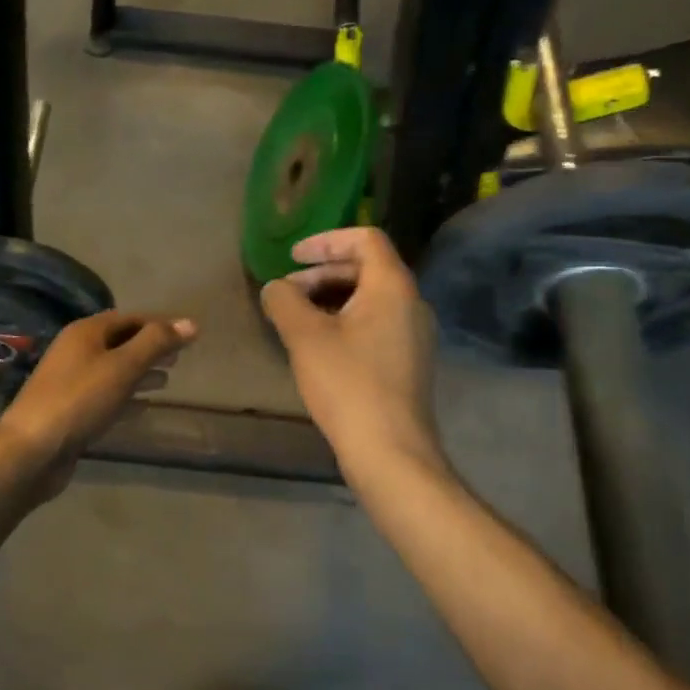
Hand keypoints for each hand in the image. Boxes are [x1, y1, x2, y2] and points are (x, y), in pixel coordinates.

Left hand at [0, 310, 197, 497]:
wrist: (32, 450)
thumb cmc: (79, 400)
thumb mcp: (122, 366)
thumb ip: (156, 343)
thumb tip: (190, 324)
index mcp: (85, 332)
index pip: (130, 318)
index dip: (160, 324)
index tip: (189, 334)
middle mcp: (76, 351)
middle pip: (120, 342)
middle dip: (150, 347)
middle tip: (180, 357)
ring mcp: (71, 382)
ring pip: (114, 370)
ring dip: (140, 372)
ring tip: (167, 379)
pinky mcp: (72, 411)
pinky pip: (106, 396)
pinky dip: (127, 397)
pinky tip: (144, 407)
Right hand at [260, 228, 442, 473]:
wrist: (390, 450)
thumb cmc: (347, 384)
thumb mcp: (304, 336)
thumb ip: (284, 301)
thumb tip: (275, 288)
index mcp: (393, 286)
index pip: (365, 239)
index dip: (325, 240)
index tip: (292, 258)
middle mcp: (412, 303)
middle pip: (367, 267)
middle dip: (322, 273)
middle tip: (287, 293)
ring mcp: (414, 334)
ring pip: (370, 298)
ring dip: (331, 298)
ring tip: (297, 320)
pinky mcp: (408, 361)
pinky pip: (376, 323)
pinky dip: (346, 321)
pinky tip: (319, 346)